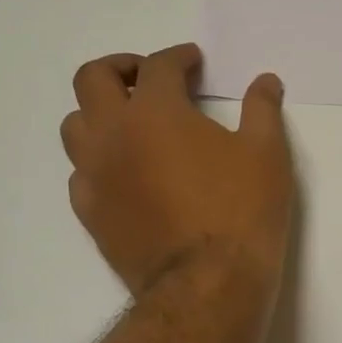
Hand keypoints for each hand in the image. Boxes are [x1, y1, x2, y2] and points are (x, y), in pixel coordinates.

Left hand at [62, 44, 293, 299]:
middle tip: (150, 78)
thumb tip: (266, 81)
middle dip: (122, 68)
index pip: (158, 66)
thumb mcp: (267, 153)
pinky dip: (98, 160)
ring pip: (75, 125)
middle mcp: (113, 135)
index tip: (194, 62)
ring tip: (132, 122)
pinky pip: (80, 173)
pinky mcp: (90, 213)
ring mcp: (95, 176)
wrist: (207, 285)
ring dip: (100, 112)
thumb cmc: (241, 210)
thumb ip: (263, 109)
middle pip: (93, 79)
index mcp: (155, 112)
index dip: (179, 57)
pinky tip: (126, 172)